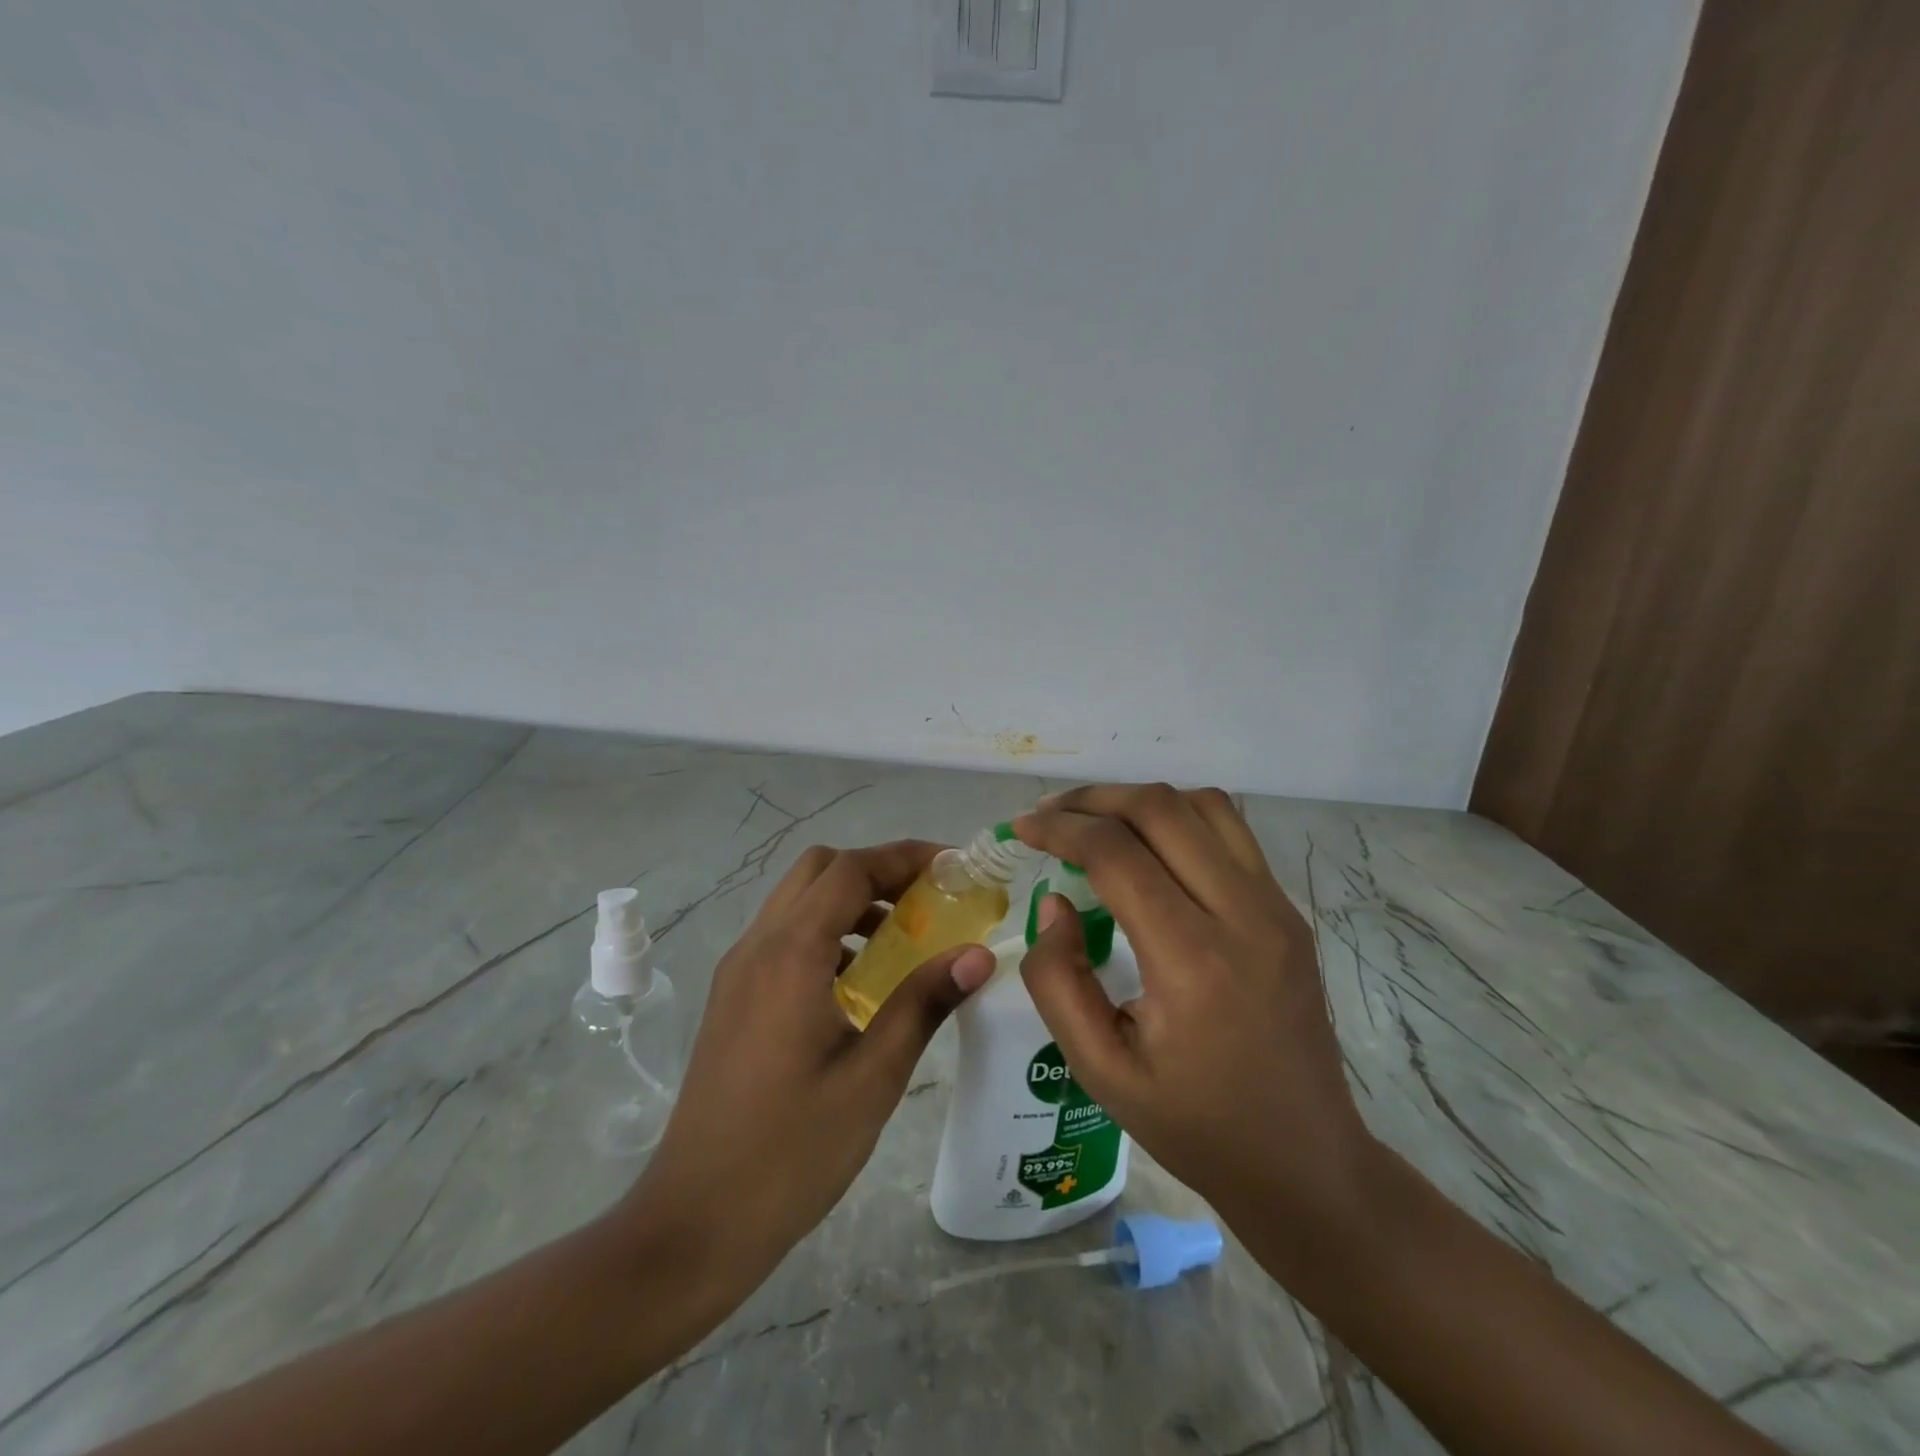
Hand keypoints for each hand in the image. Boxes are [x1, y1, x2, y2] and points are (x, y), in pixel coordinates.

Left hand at [619, 840, 994, 1303]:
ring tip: (903, 939)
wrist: (694, 1223)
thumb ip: (924, 1003)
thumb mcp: (872, 1078)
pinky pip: (784, 935)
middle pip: (819, 869)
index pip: (851, 870)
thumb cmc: (791, 1153)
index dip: (905, 857)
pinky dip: (827, 931)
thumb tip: (978, 954)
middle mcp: (757, 946)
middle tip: (929, 901)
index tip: (954, 868)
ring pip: (798, 900)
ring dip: (851, 899)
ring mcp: (738, 970)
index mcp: (790, 954)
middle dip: (877, 870)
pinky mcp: (733, 997)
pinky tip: (859, 981)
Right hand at [1013, 786, 1374, 1240]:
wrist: (1305, 1161)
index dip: (1060, 829)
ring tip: (1096, 822)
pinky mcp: (1288, 912)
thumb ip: (1058, 981)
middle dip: (1094, 799)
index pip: (1117, 854)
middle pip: (1162, 810)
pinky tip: (1148, 847)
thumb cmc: (1195, 1125)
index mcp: (1193, 962)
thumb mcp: (1100, 1071)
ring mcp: (1276, 908)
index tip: (1022, 828)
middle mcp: (1243, 916)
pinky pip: (1231, 833)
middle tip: (1050, 815)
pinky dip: (1179, 819)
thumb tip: (1055, 903)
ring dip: (1140, 801)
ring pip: (1204, 806)